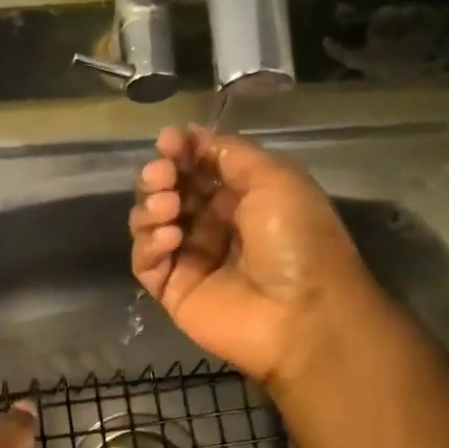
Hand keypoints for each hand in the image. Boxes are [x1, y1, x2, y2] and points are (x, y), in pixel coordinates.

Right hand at [129, 124, 371, 385]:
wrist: (302, 314)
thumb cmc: (298, 239)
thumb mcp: (274, 177)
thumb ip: (228, 152)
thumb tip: (188, 134)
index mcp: (242, 197)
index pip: (198, 166)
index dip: (180, 151)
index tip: (168, 141)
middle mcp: (214, 225)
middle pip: (169, 191)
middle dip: (160, 177)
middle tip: (162, 177)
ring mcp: (191, 259)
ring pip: (150, 223)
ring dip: (151, 207)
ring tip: (168, 209)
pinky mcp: (173, 290)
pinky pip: (145, 262)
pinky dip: (148, 245)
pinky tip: (167, 239)